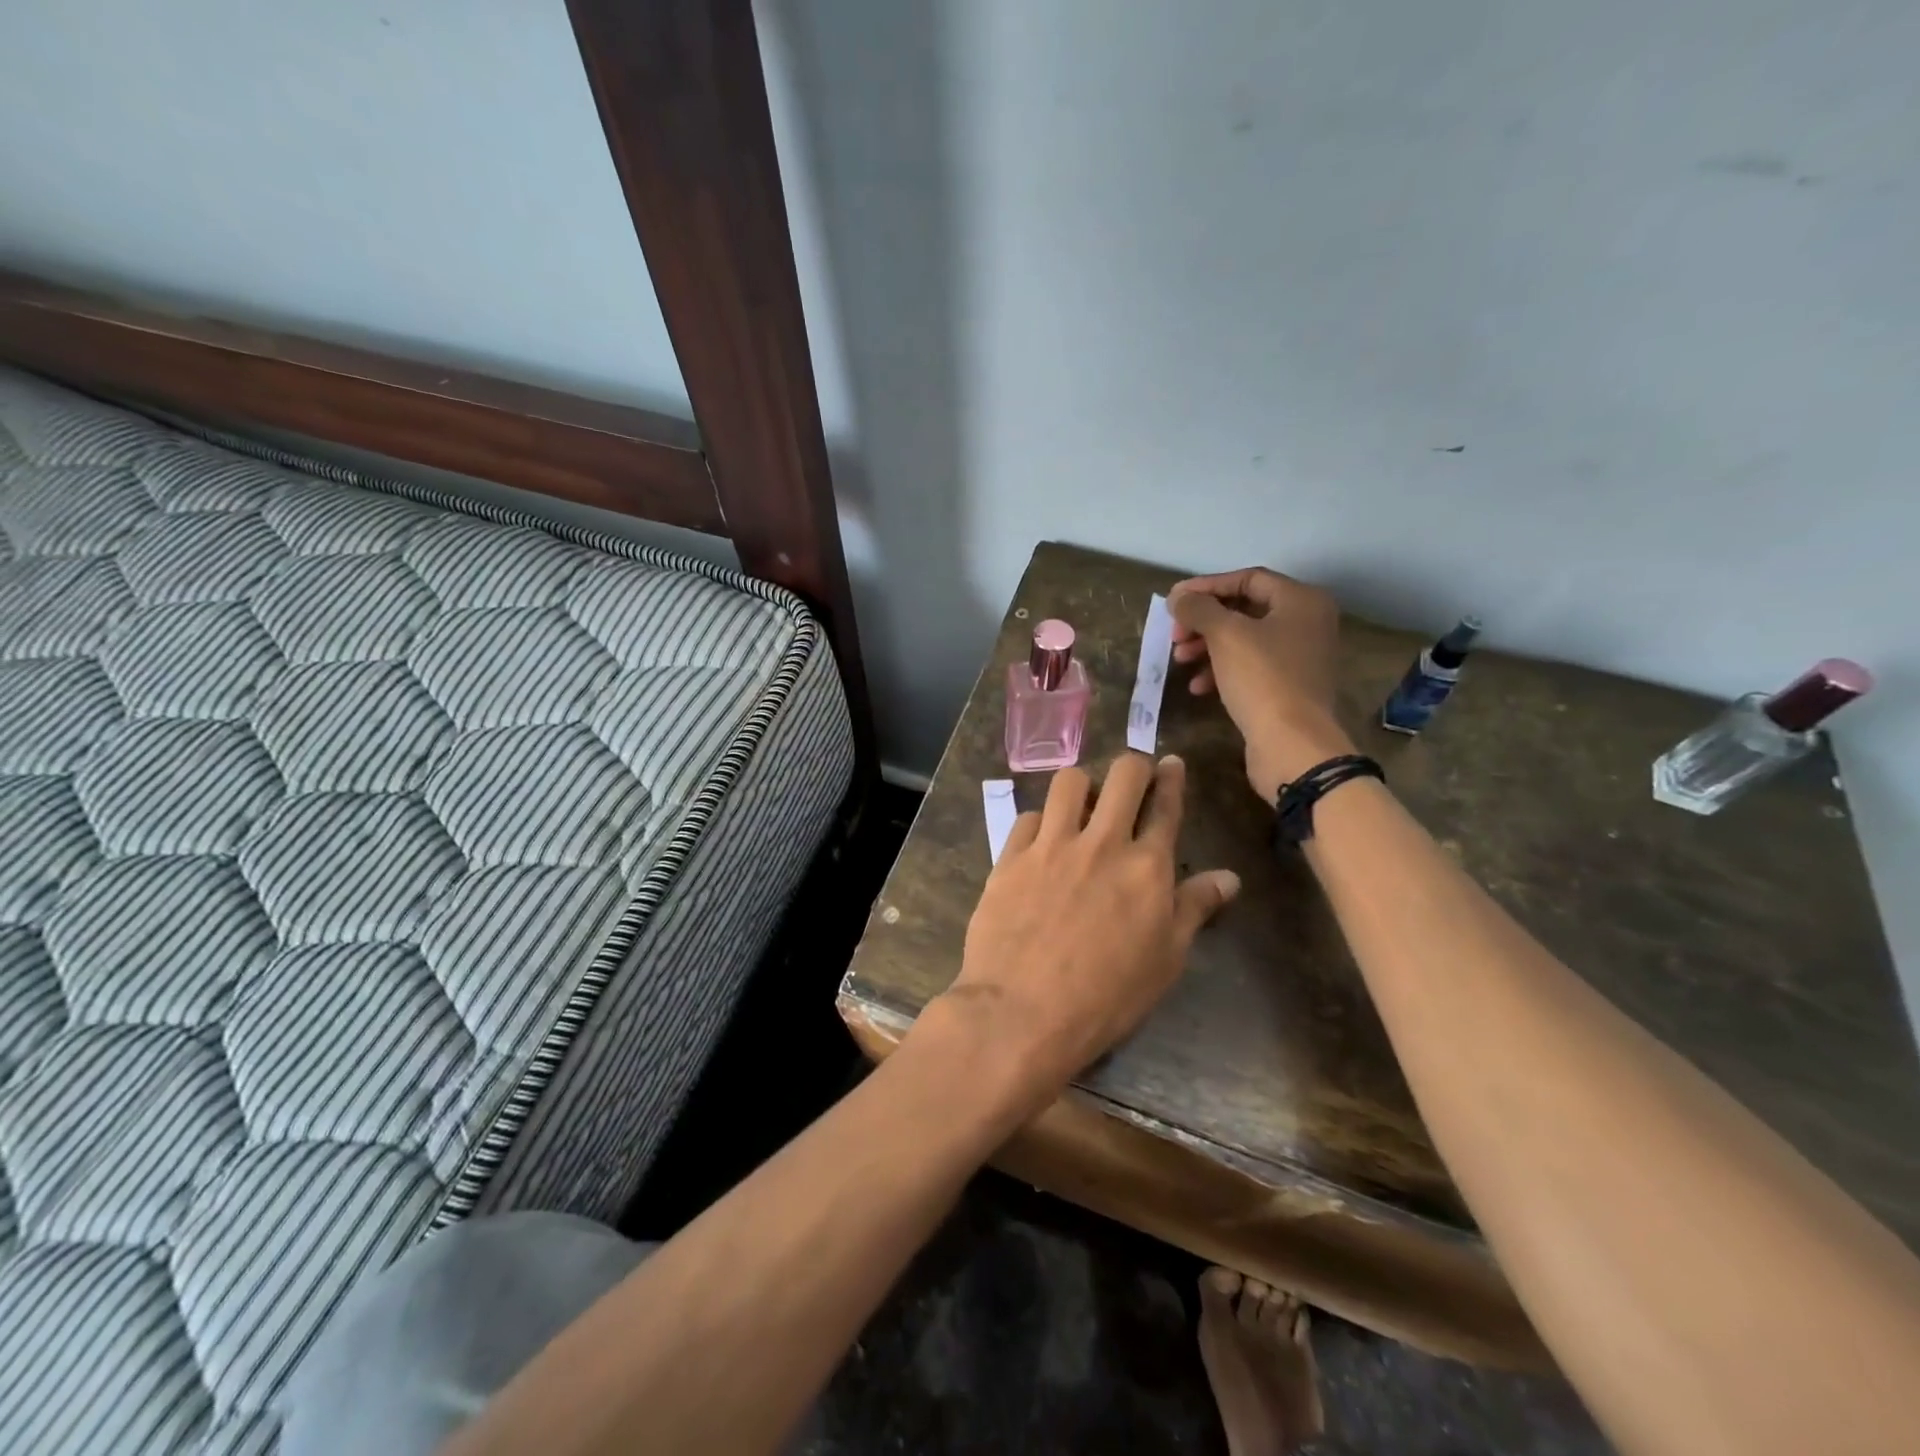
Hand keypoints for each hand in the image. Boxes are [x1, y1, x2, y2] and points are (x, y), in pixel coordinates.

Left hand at [934, 754, 1239, 1096]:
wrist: (1022, 1013)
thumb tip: (1230, 877)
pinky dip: (1040, 822)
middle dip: (1133, 767)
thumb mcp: (1165, 960)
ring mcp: (1051, 845)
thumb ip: (1195, 909)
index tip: (1171, 763)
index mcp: (1146, 867)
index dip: (1172, 778)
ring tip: (1081, 808)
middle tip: (1131, 781)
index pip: (1165, 806)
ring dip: (1081, 787)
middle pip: (1123, 775)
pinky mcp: (1010, 856)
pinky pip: (1028, 816)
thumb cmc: (1106, 998)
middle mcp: (1101, 843)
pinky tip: (1041, 842)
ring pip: (1069, 781)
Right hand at [1168, 567, 1353, 802]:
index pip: (1247, 578)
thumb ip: (1198, 608)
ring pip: (1244, 640)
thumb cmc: (1262, 678)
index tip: (1173, 601)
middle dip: (1204, 621)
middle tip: (1174, 635)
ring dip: (1207, 646)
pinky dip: (1221, 671)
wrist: (1292, 743)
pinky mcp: (1288, 687)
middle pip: (1244, 610)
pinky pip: (1250, 668)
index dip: (1206, 586)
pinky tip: (1198, 687)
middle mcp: (1306, 623)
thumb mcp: (1225, 635)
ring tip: (1179, 660)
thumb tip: (1177, 597)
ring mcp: (1299, 657)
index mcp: (1300, 601)